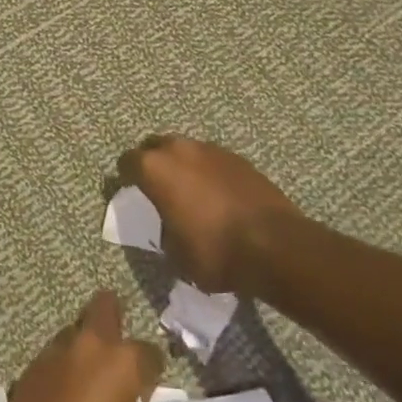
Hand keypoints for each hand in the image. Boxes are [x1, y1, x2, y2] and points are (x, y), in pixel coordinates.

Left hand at [0, 290, 162, 401]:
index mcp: (120, 365)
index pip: (148, 352)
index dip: (151, 371)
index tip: (146, 390)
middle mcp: (87, 346)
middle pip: (104, 307)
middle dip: (113, 320)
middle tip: (116, 355)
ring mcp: (53, 353)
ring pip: (74, 333)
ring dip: (82, 351)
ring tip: (85, 384)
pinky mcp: (28, 368)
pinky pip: (52, 358)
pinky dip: (61, 370)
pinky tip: (61, 398)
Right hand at [118, 135, 302, 293]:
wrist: (274, 245)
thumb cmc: (215, 252)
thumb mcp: (177, 254)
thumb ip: (164, 230)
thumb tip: (167, 223)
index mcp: (155, 169)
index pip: (127, 162)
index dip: (126, 177)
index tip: (130, 191)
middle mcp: (179, 149)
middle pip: (155, 146)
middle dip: (153, 163)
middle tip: (158, 188)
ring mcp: (210, 149)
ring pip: (185, 150)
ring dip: (182, 165)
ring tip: (190, 191)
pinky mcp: (237, 157)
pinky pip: (211, 159)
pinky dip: (208, 171)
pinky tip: (217, 195)